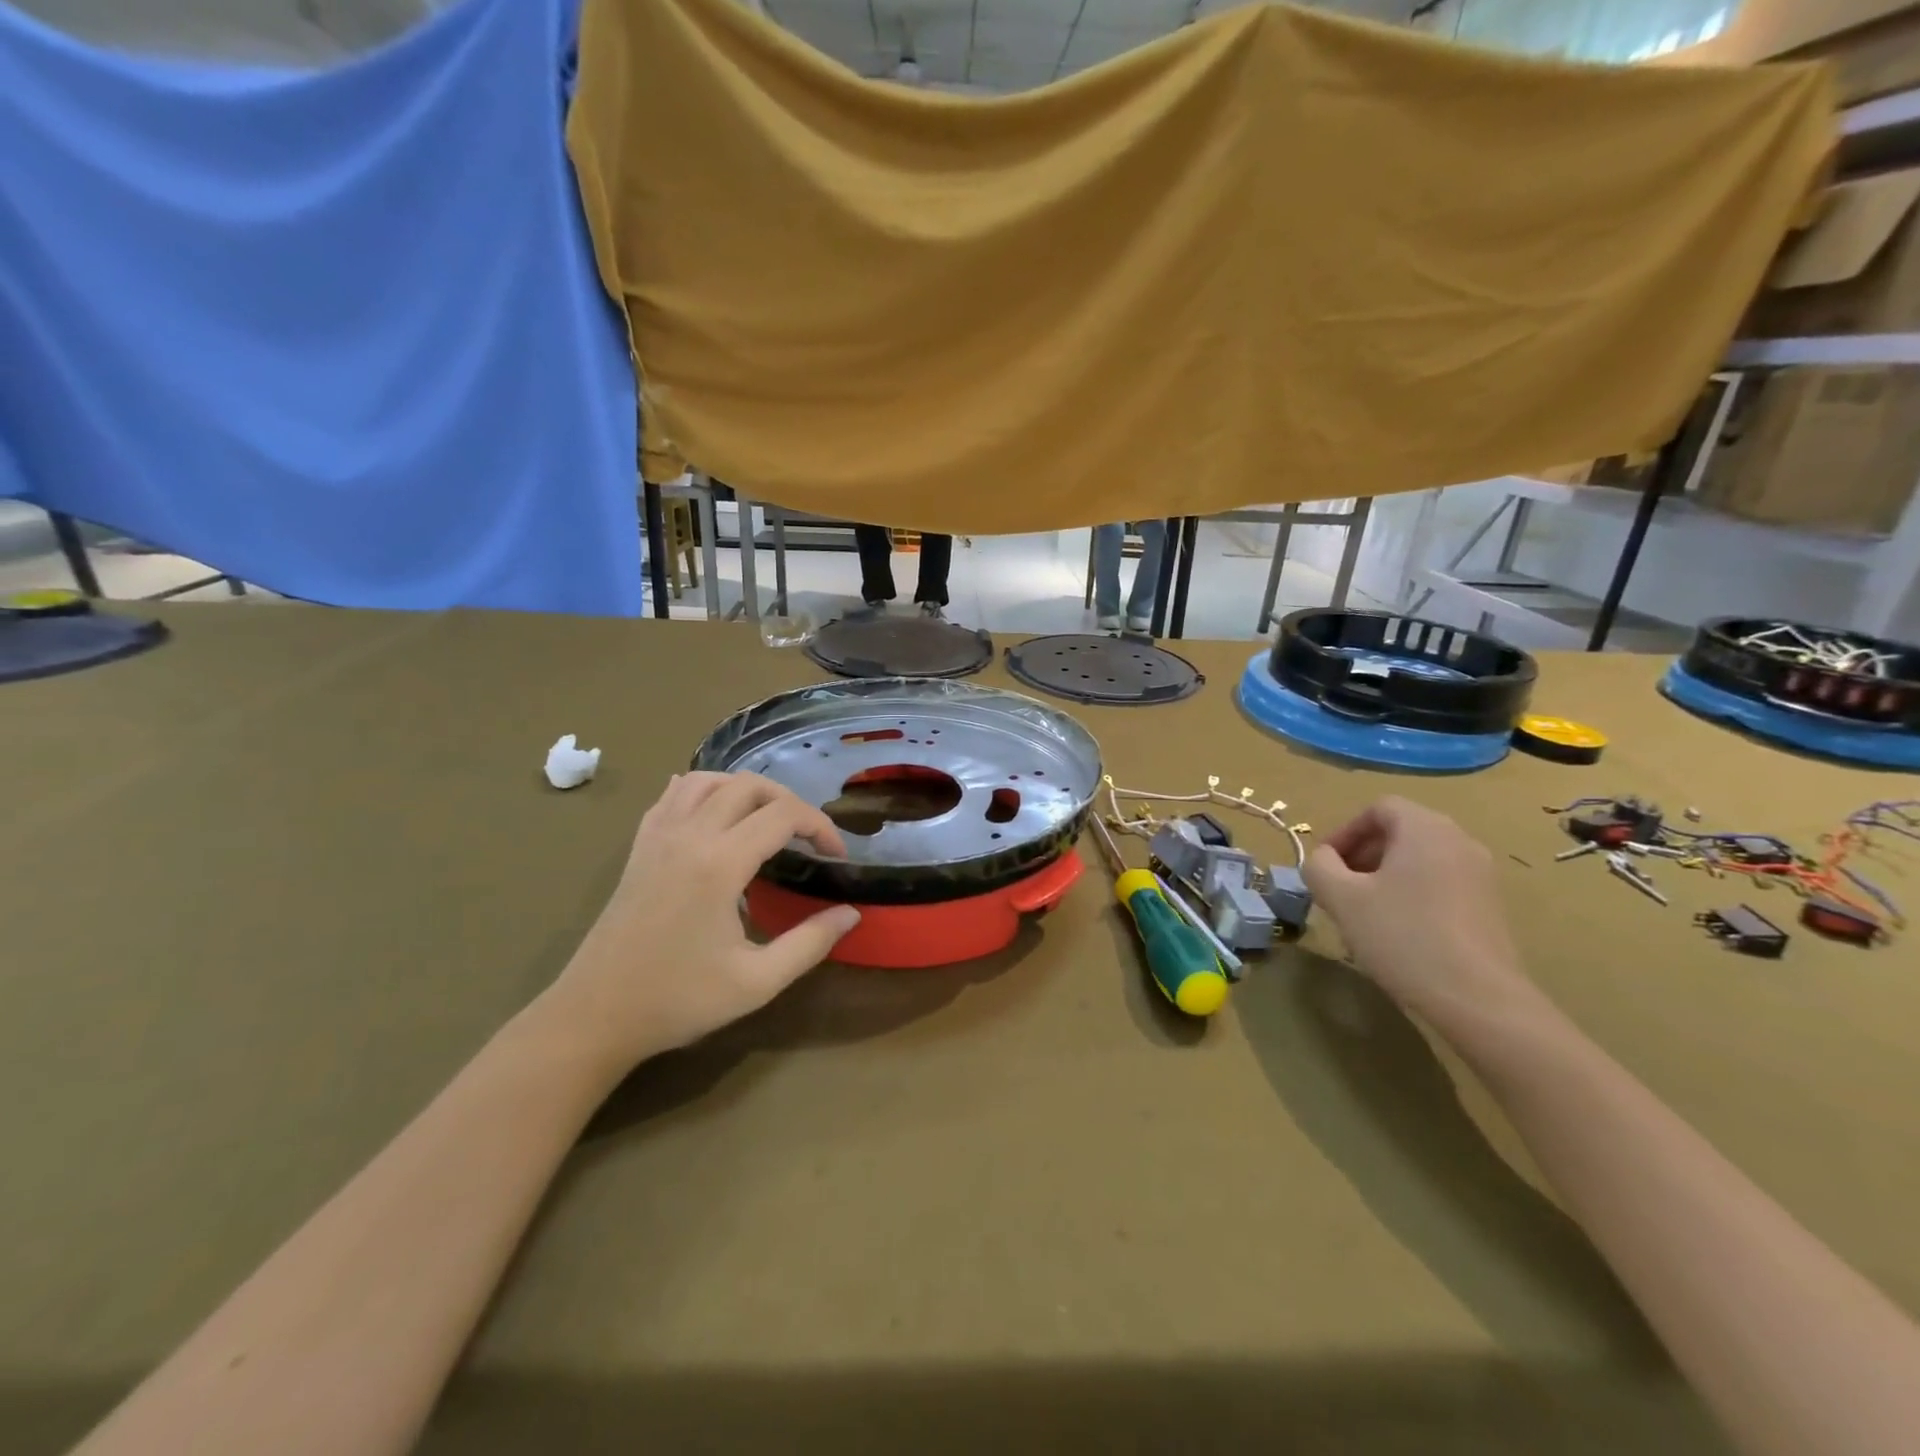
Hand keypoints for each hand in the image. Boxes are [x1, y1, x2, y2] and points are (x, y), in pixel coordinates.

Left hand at [542, 772, 859, 1068]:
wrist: (594, 1015)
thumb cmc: (678, 1000)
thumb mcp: (757, 982)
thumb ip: (810, 943)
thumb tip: (852, 912)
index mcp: (720, 863)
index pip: (783, 815)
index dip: (820, 826)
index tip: (836, 856)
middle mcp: (689, 836)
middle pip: (749, 785)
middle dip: (789, 802)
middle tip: (808, 837)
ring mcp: (658, 836)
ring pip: (708, 780)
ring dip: (746, 789)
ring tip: (767, 819)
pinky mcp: (639, 846)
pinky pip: (673, 796)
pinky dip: (703, 791)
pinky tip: (715, 812)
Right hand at [1301, 796, 1542, 1030]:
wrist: (1478, 999)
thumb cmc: (1402, 936)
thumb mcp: (1341, 898)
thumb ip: (1319, 867)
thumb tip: (1323, 859)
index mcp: (1425, 828)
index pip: (1379, 809)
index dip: (1345, 831)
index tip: (1326, 865)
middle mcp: (1459, 841)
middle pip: (1401, 832)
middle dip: (1362, 854)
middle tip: (1339, 888)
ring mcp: (1481, 875)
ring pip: (1420, 860)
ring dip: (1384, 876)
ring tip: (1364, 912)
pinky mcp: (1490, 907)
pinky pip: (1440, 884)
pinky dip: (1412, 894)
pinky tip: (1398, 932)